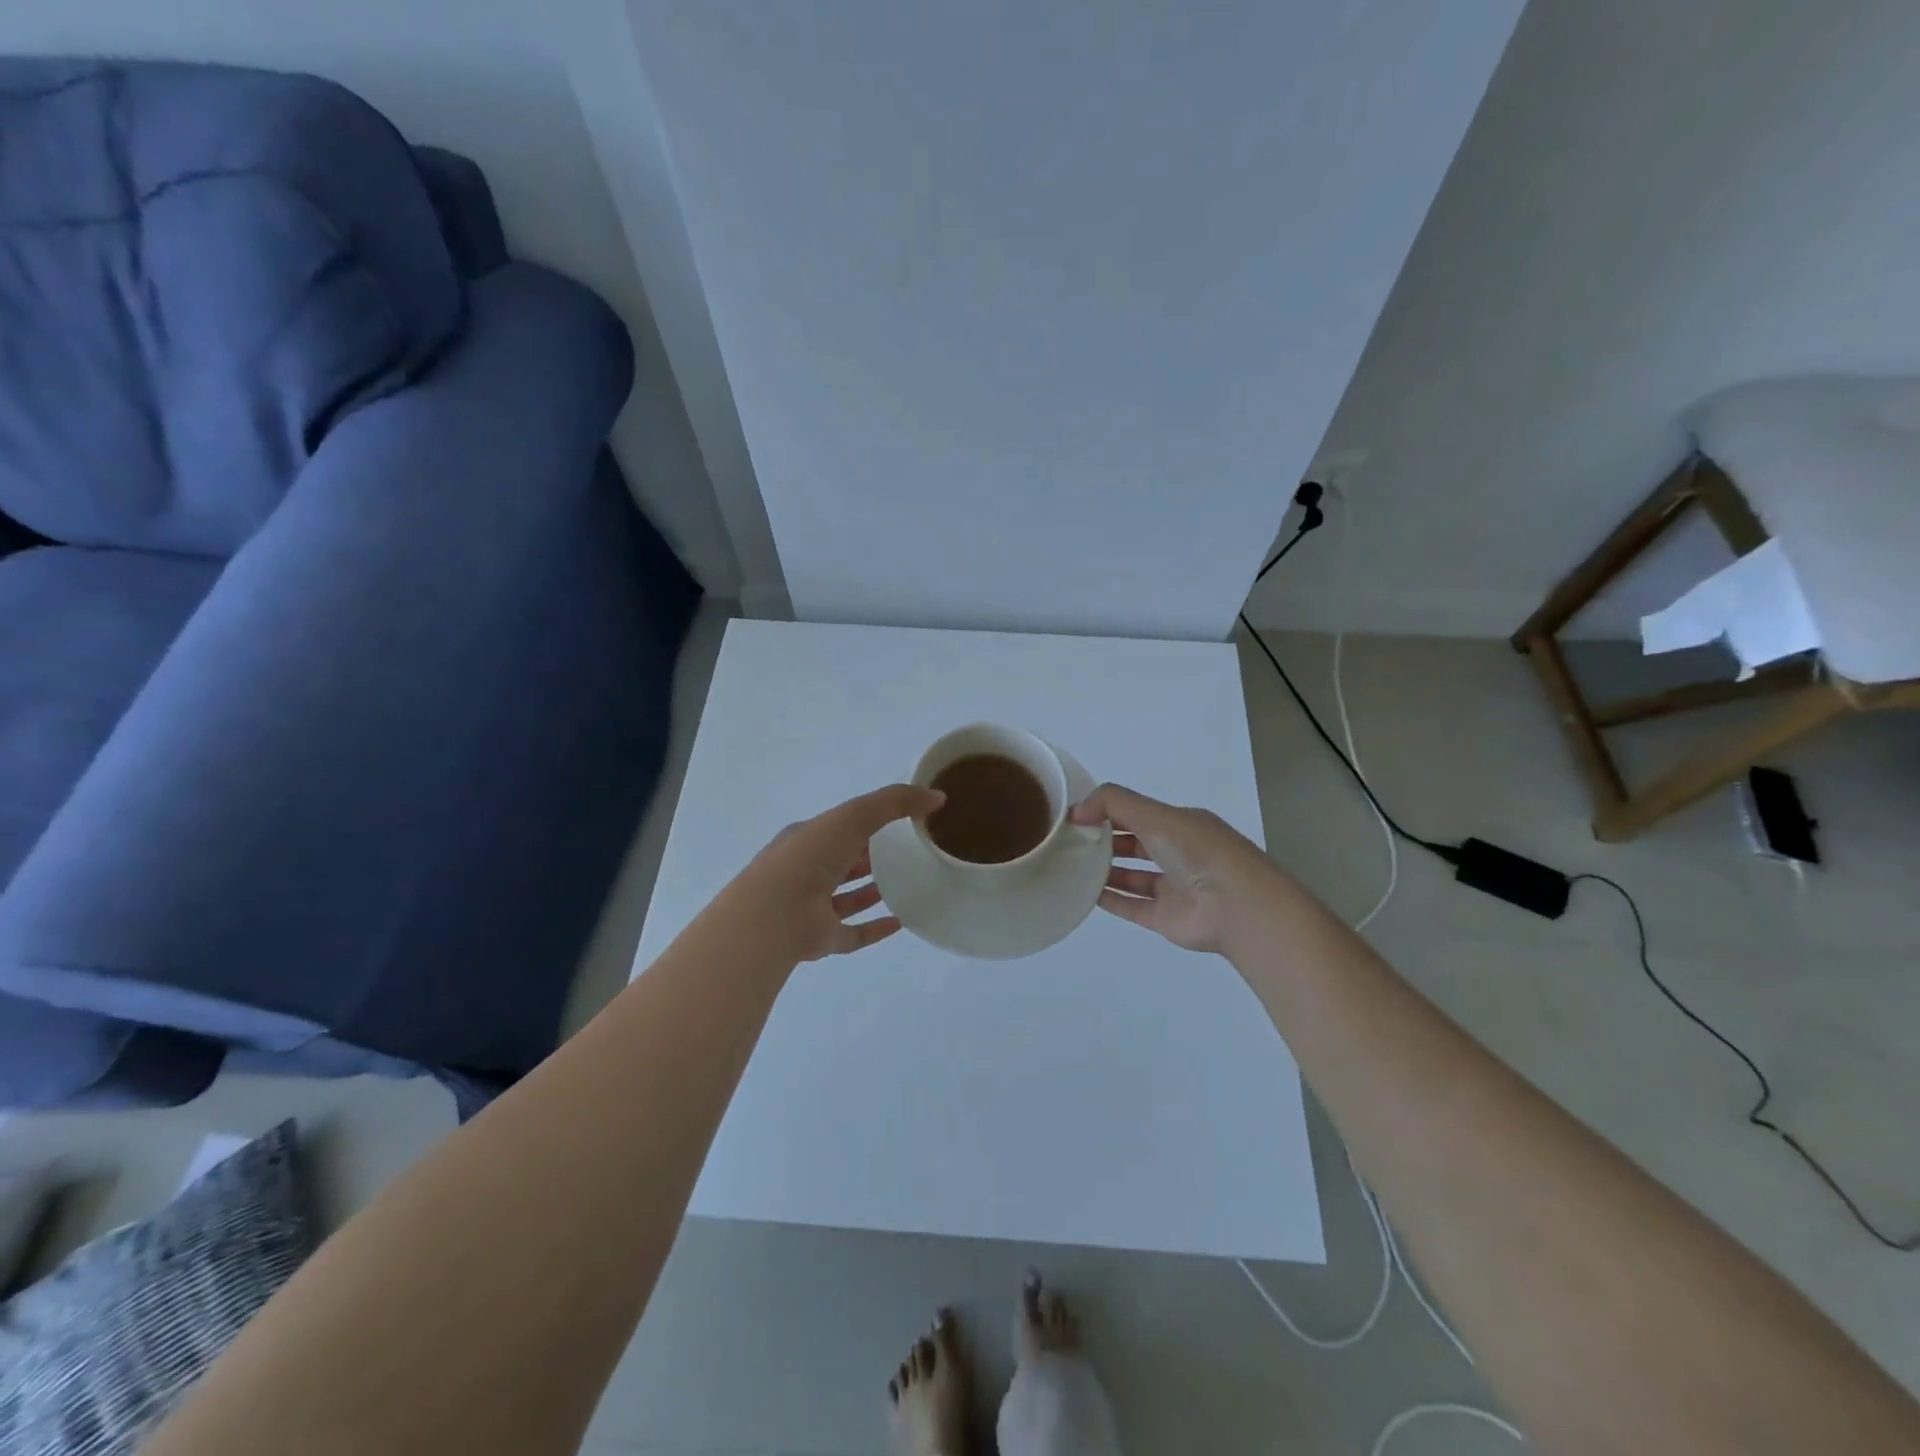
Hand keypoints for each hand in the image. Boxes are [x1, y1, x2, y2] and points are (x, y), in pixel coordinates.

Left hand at [726, 784, 943, 963]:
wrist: (773, 915)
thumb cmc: (810, 856)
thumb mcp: (854, 815)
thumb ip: (895, 802)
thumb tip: (936, 797)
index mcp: (806, 839)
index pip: (837, 829)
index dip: (863, 824)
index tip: (896, 824)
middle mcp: (805, 872)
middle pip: (840, 863)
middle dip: (865, 857)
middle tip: (903, 854)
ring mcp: (811, 909)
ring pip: (844, 899)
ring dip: (868, 892)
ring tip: (901, 886)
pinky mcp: (821, 939)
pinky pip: (852, 934)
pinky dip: (874, 929)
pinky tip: (899, 923)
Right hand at [1069, 783, 1269, 952]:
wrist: (1236, 907)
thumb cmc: (1197, 851)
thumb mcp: (1154, 814)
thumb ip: (1112, 803)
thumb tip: (1076, 810)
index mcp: (1182, 824)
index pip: (1139, 813)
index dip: (1108, 811)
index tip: (1076, 816)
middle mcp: (1179, 854)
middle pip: (1136, 844)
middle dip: (1105, 840)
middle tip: (1069, 840)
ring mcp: (1173, 888)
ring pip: (1134, 876)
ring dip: (1106, 870)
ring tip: (1072, 865)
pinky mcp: (1165, 918)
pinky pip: (1133, 907)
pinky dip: (1110, 900)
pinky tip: (1084, 893)